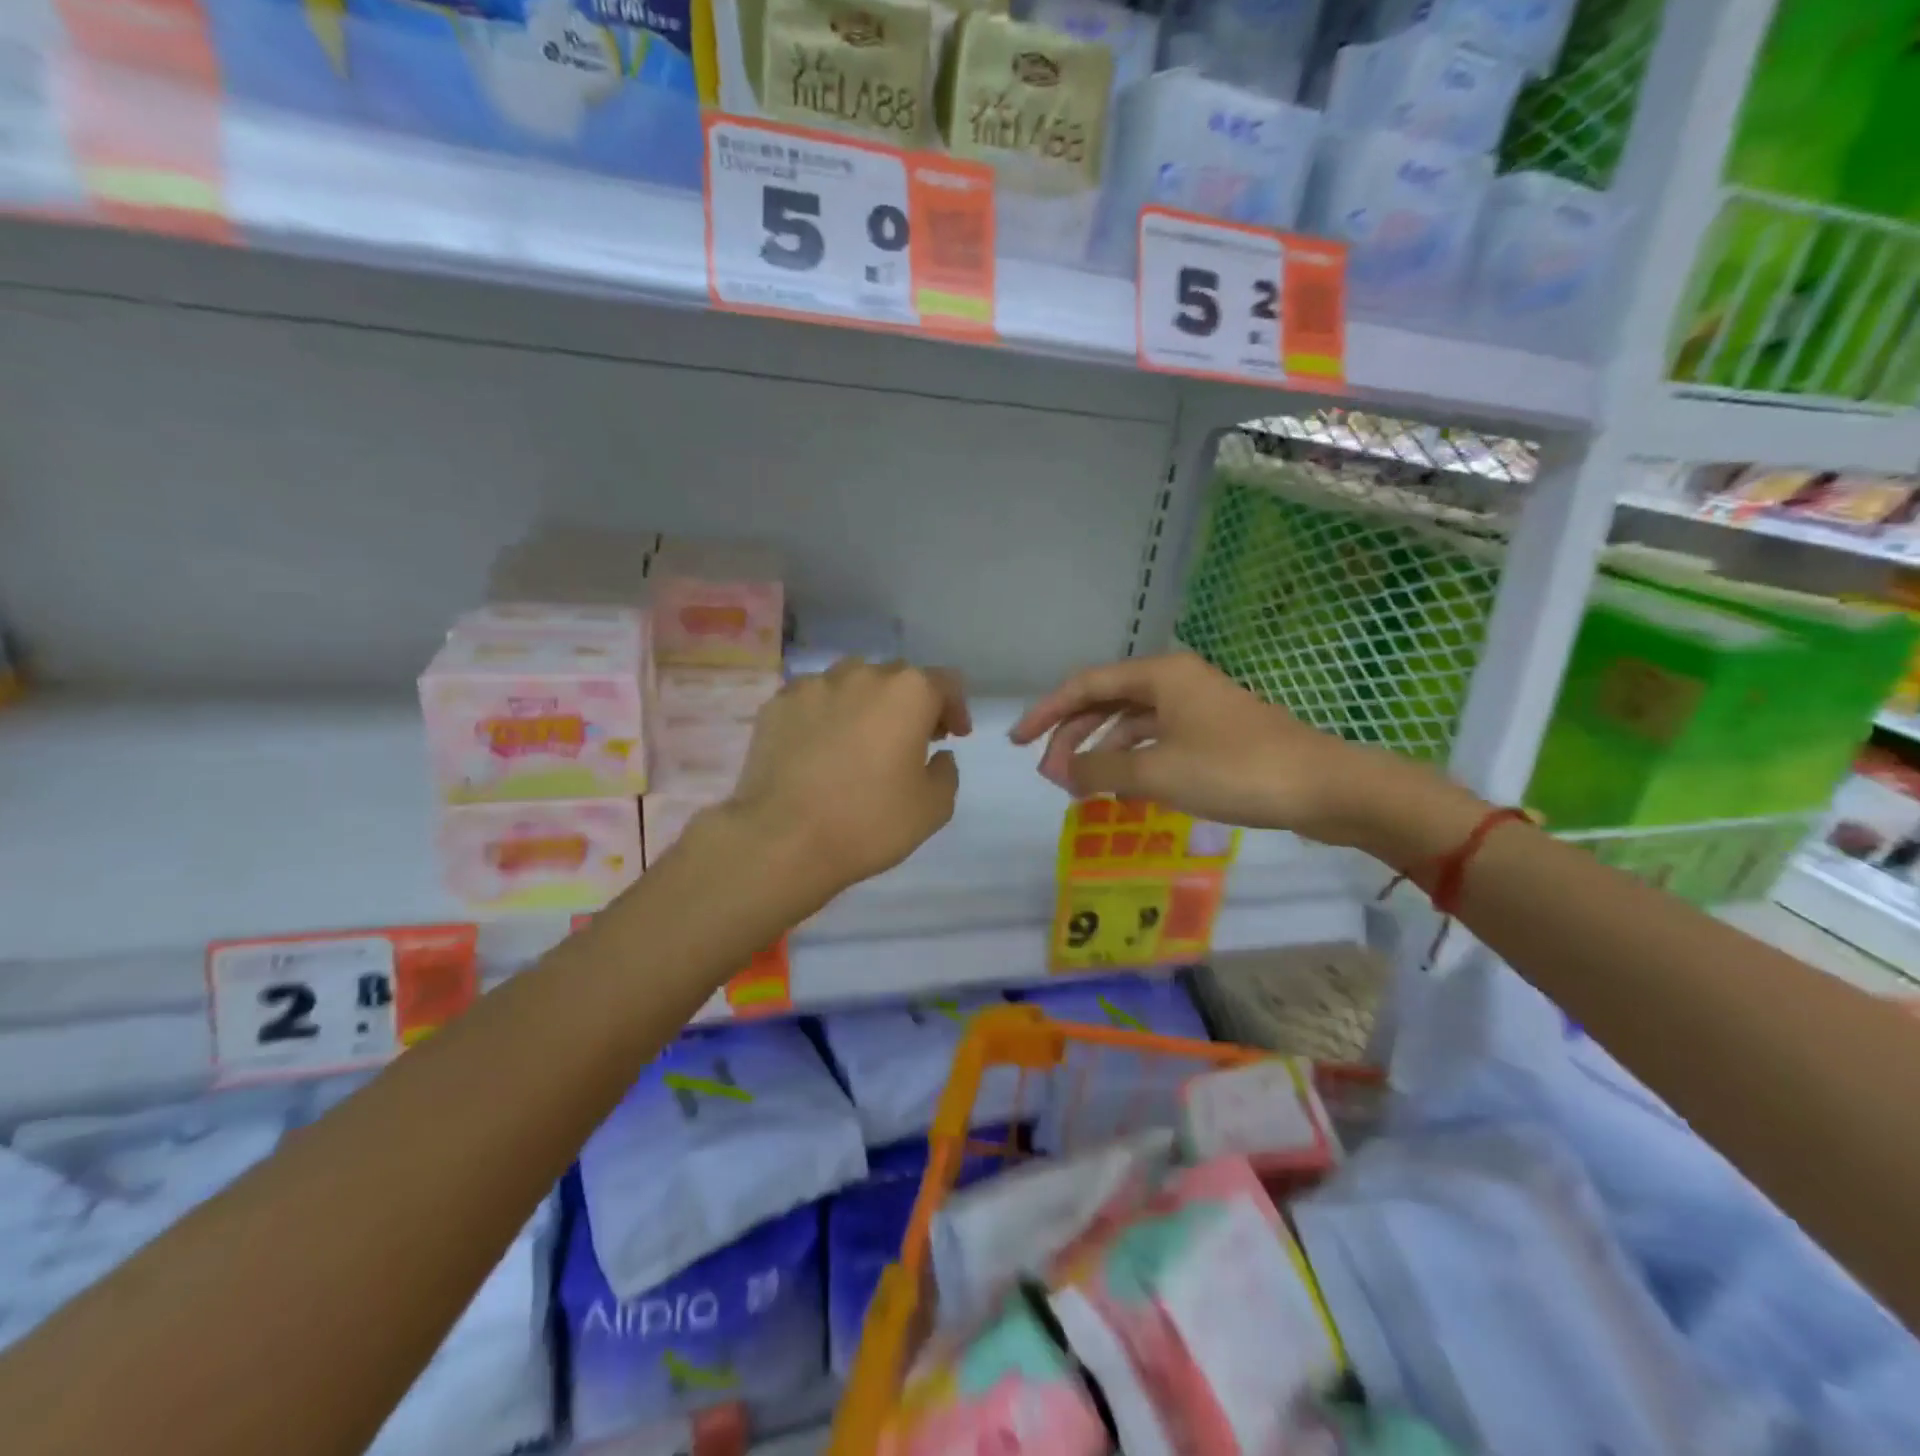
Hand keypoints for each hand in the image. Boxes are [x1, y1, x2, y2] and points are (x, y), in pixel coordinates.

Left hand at [727, 659, 970, 902]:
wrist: (782, 840)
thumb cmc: (868, 822)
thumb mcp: (933, 808)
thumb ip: (946, 772)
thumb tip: (937, 755)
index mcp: (908, 692)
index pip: (945, 683)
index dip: (955, 708)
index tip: (954, 735)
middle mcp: (862, 675)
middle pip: (897, 678)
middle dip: (909, 705)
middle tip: (910, 740)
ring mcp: (813, 686)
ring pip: (851, 683)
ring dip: (865, 704)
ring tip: (860, 739)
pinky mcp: (776, 705)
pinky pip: (812, 701)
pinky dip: (824, 716)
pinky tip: (819, 749)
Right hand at [1010, 652, 1419, 847]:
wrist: (1324, 787)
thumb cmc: (1234, 770)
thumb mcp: (1157, 772)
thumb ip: (1101, 771)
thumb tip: (1062, 773)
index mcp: (1159, 674)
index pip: (1085, 685)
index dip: (1046, 713)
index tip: (1017, 742)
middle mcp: (1175, 681)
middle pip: (1106, 703)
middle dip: (1073, 737)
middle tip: (1049, 775)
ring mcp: (1197, 708)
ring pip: (1132, 724)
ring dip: (1102, 753)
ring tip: (1079, 790)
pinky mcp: (1214, 734)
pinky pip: (1157, 741)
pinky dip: (1133, 763)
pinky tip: (1121, 791)